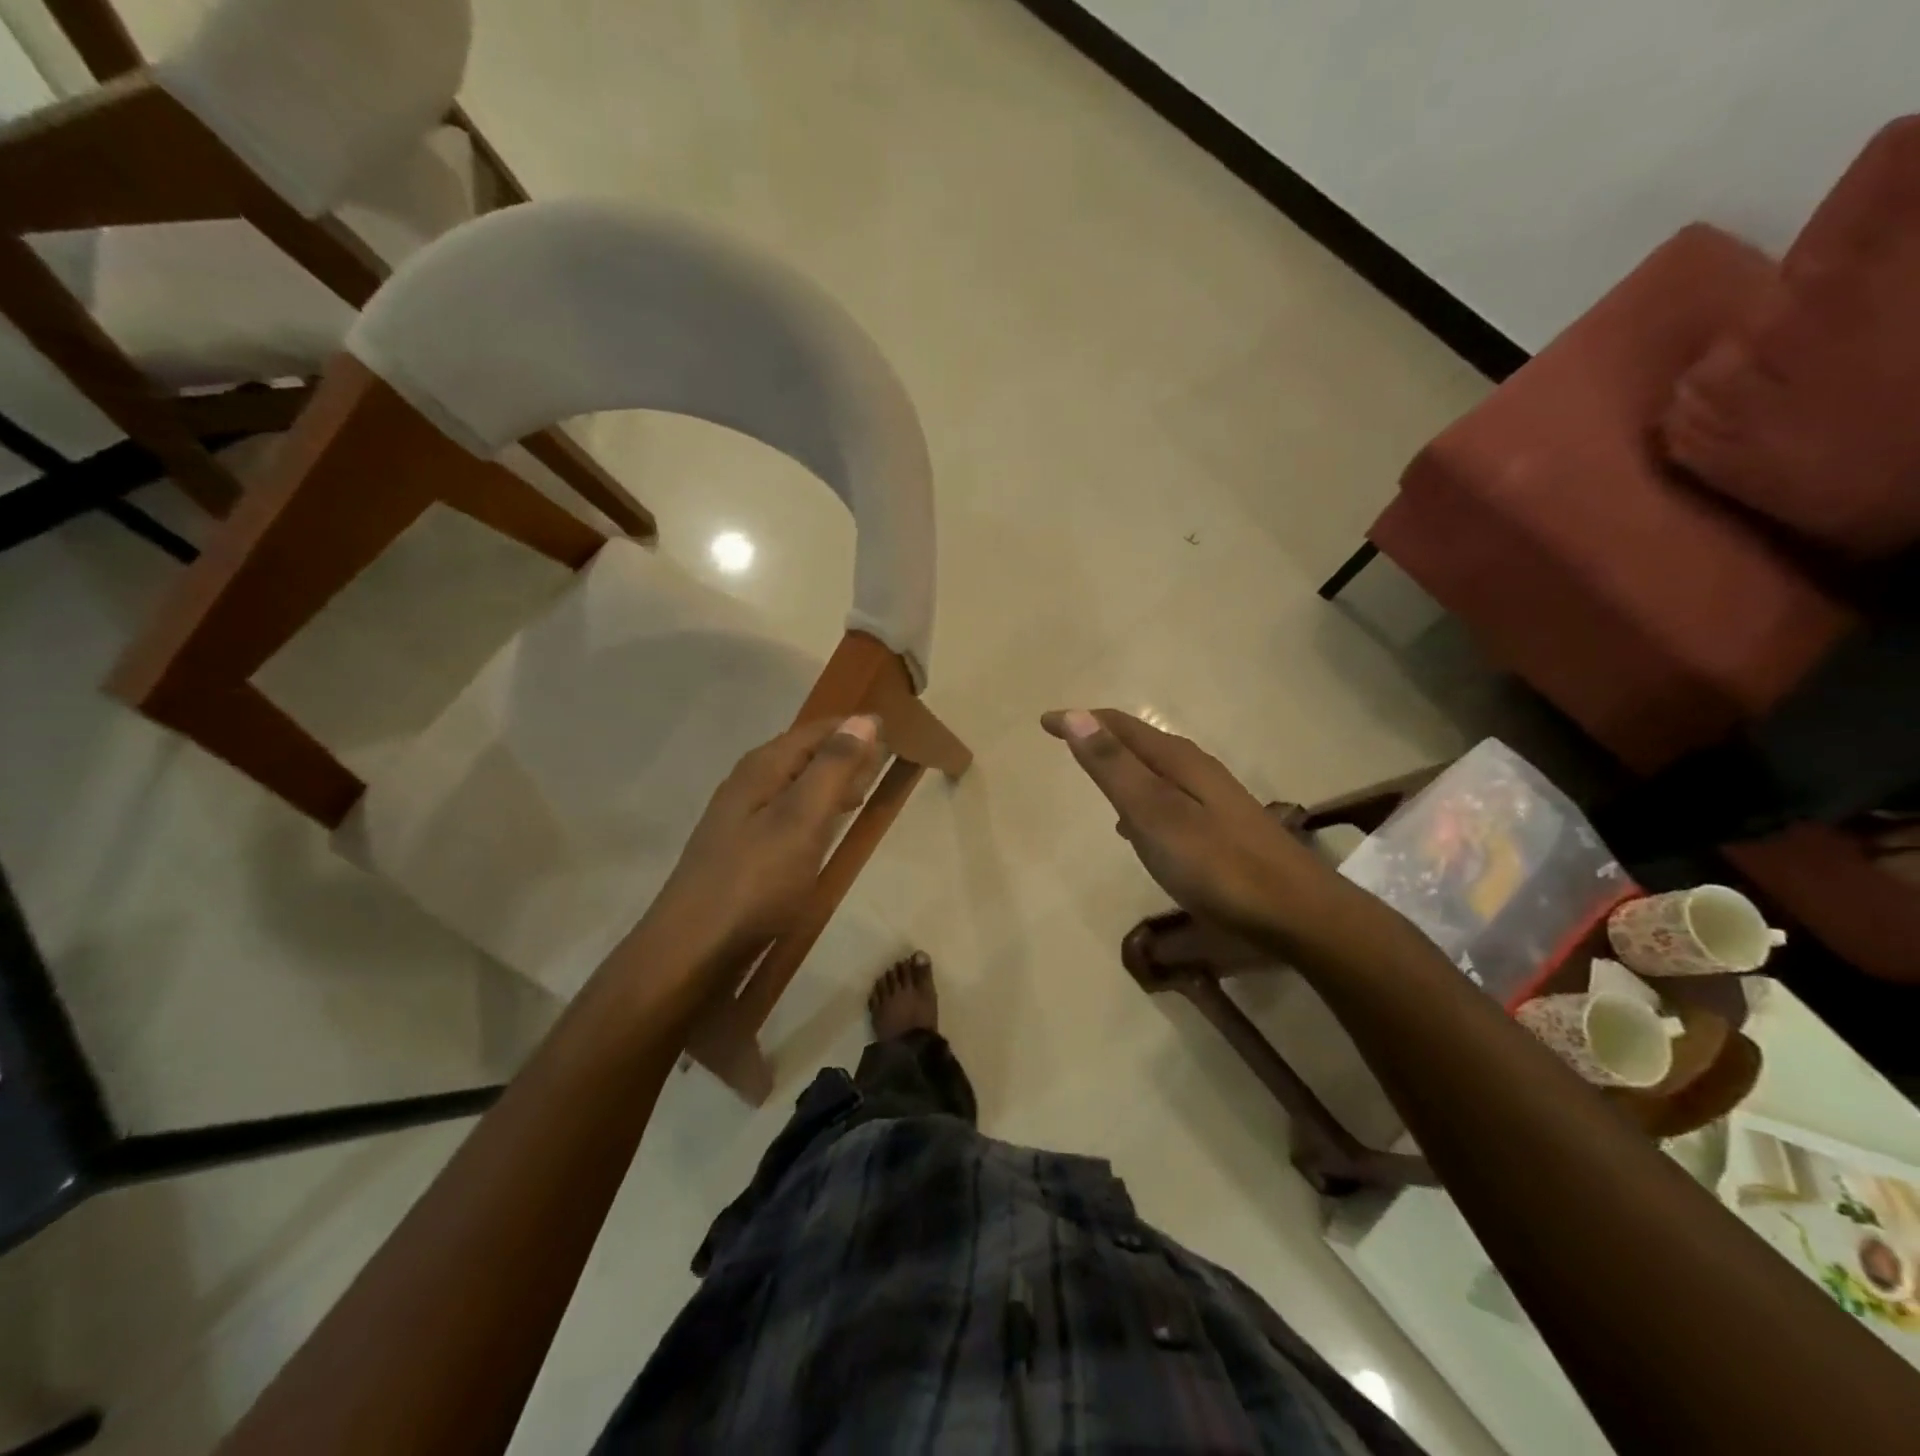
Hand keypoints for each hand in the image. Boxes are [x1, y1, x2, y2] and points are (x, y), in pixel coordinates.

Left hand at [645, 715, 881, 964]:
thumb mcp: (802, 819)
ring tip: (864, 792)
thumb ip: (833, 768)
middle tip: (885, 763)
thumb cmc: (755, 880)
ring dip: (832, 783)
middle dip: (845, 753)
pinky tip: (827, 829)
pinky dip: (816, 811)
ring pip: (798, 785)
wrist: (694, 948)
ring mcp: (743, 817)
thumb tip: (864, 719)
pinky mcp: (744, 848)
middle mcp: (750, 783)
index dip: (854, 729)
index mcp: (763, 767)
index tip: (894, 734)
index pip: (817, 730)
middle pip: (806, 754)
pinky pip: (789, 814)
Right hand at [1041, 708, 1345, 948]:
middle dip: (1102, 737)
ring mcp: (1214, 800)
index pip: (1120, 727)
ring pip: (1156, 771)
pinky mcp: (1223, 828)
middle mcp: (1198, 771)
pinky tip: (1137, 827)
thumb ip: (1114, 768)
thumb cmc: (1216, 864)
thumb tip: (1076, 716)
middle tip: (1068, 740)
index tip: (1045, 723)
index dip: (1081, 720)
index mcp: (1178, 762)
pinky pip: (1169, 798)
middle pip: (1141, 743)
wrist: (1297, 912)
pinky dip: (1142, 798)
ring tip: (1095, 777)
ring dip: (1122, 767)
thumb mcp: (1154, 815)